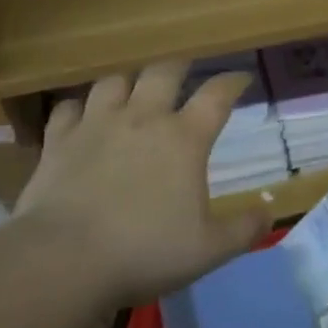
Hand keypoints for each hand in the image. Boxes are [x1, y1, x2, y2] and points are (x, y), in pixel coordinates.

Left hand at [15, 62, 269, 314]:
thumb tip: (269, 212)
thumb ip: (245, 229)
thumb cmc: (144, 251)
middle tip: (186, 72)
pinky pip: (68, 108)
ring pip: (114, 81)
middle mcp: (142, 119)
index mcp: (185, 138)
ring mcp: (96, 126)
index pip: (217, 95)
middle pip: (163, 72)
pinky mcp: (58, 142)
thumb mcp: (209, 249)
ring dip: (129, 82)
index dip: (233, 82)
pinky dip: (79, 108)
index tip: (242, 78)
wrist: (62, 261)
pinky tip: (82, 117)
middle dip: (179, 67)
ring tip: (134, 90)